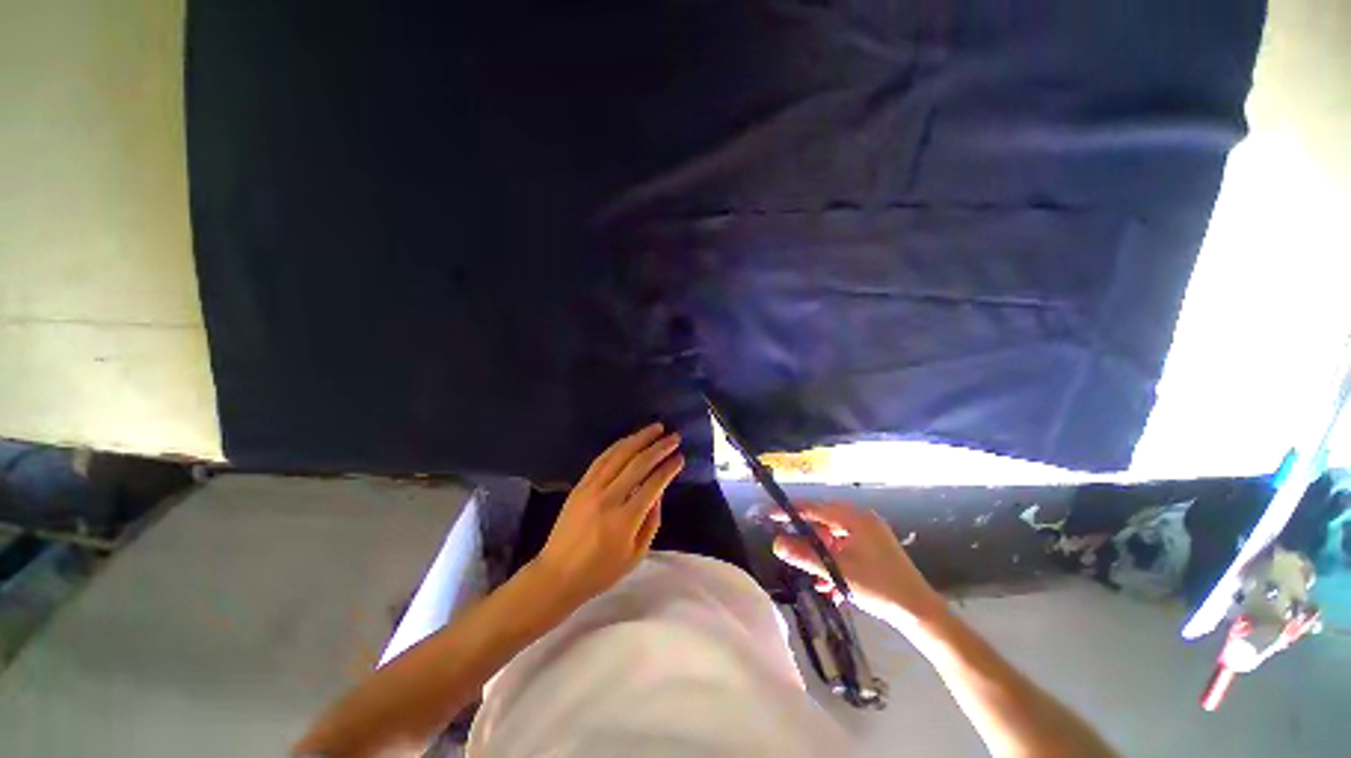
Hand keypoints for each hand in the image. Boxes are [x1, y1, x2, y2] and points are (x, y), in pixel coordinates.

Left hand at [533, 423, 683, 604]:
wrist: (557, 574)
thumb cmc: (600, 571)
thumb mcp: (636, 555)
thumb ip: (652, 521)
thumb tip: (659, 492)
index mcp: (625, 519)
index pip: (653, 484)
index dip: (668, 468)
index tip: (680, 458)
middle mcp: (608, 498)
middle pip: (638, 463)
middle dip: (658, 447)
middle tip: (674, 437)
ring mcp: (591, 488)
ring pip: (619, 455)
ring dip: (639, 438)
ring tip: (656, 428)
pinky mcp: (580, 485)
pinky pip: (602, 459)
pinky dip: (618, 446)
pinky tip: (630, 439)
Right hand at [771, 502, 945, 630]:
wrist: (920, 614)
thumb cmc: (879, 587)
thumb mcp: (837, 572)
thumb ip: (804, 557)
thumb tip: (776, 544)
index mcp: (854, 518)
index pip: (814, 508)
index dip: (790, 511)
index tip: (770, 515)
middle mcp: (862, 521)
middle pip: (823, 525)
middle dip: (807, 543)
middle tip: (790, 553)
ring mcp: (870, 536)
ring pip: (834, 541)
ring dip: (821, 559)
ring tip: (814, 579)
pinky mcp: (874, 551)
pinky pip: (846, 551)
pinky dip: (835, 565)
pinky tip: (831, 587)